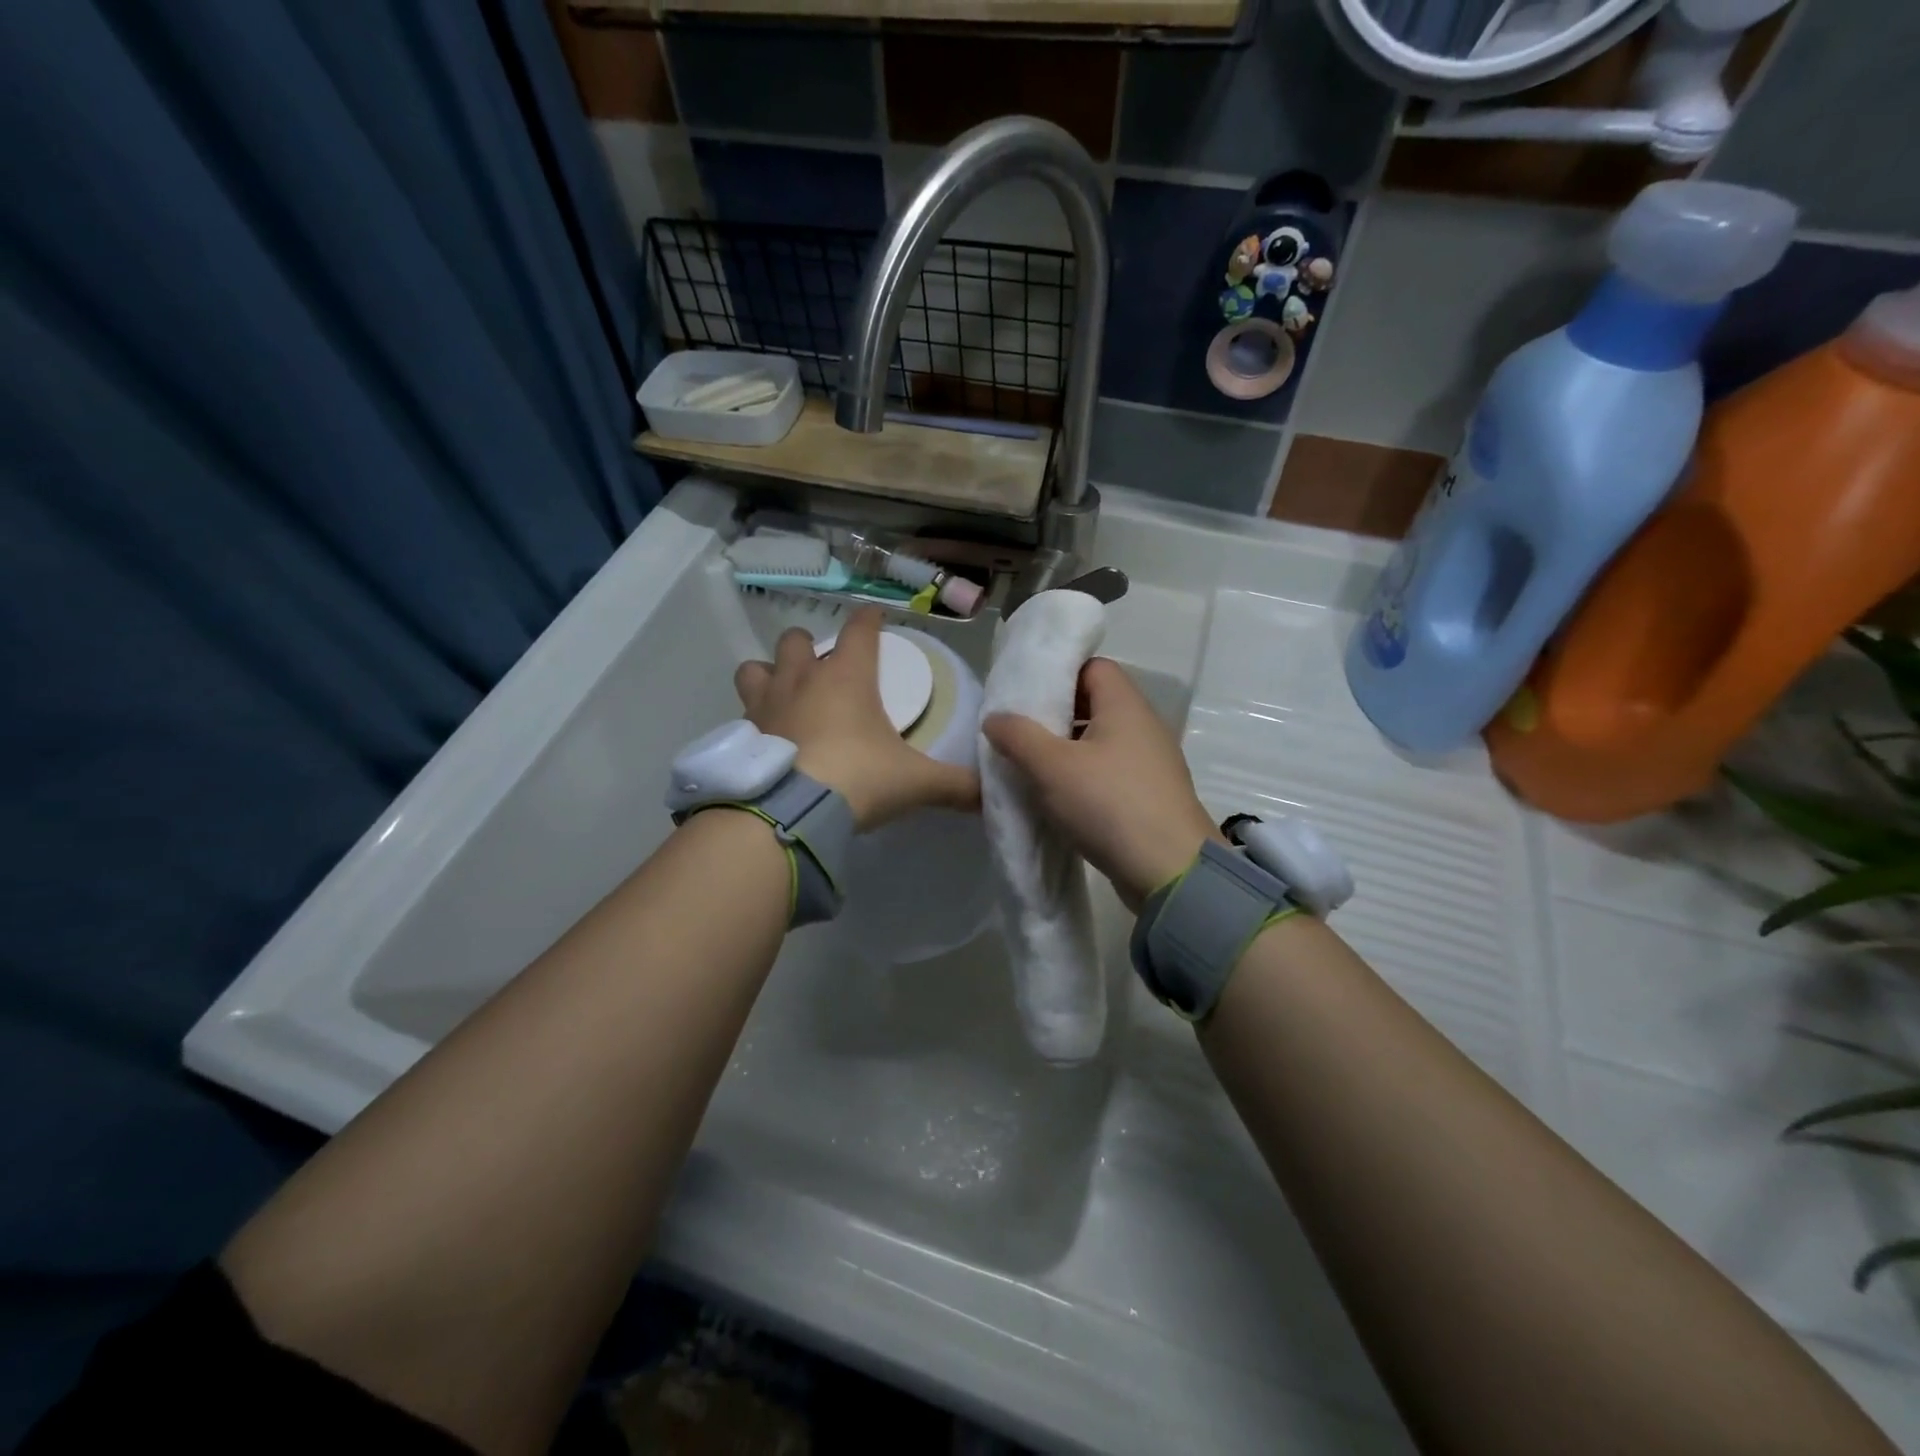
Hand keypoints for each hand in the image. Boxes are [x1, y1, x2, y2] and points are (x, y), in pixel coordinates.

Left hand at [734, 608, 978, 831]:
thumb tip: (991, 795)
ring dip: (769, 674)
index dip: (869, 619)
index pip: (860, 630)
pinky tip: (766, 739)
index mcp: (847, 677)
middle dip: (809, 646)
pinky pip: (742, 713)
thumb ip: (955, 785)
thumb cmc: (859, 778)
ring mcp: (766, 704)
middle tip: (822, 667)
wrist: (793, 812)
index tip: (874, 615)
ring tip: (783, 693)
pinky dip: (753, 720)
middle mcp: (802, 680)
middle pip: (797, 640)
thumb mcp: (915, 782)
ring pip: (755, 668)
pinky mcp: (742, 734)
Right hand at [982, 658, 1222, 910]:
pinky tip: (1059, 798)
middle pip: (1095, 704)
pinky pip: (1110, 773)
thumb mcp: (1052, 767)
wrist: (1169, 872)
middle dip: (1055, 715)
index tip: (1025, 694)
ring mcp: (1151, 763)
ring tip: (1031, 766)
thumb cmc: (1109, 805)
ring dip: (1068, 751)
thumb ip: (1018, 736)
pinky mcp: (1151, 796)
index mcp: (1125, 705)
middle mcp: (1144, 726)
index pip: (1092, 666)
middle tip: (1019, 732)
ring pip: (1101, 742)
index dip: (1058, 674)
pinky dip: (1085, 778)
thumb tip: (994, 717)